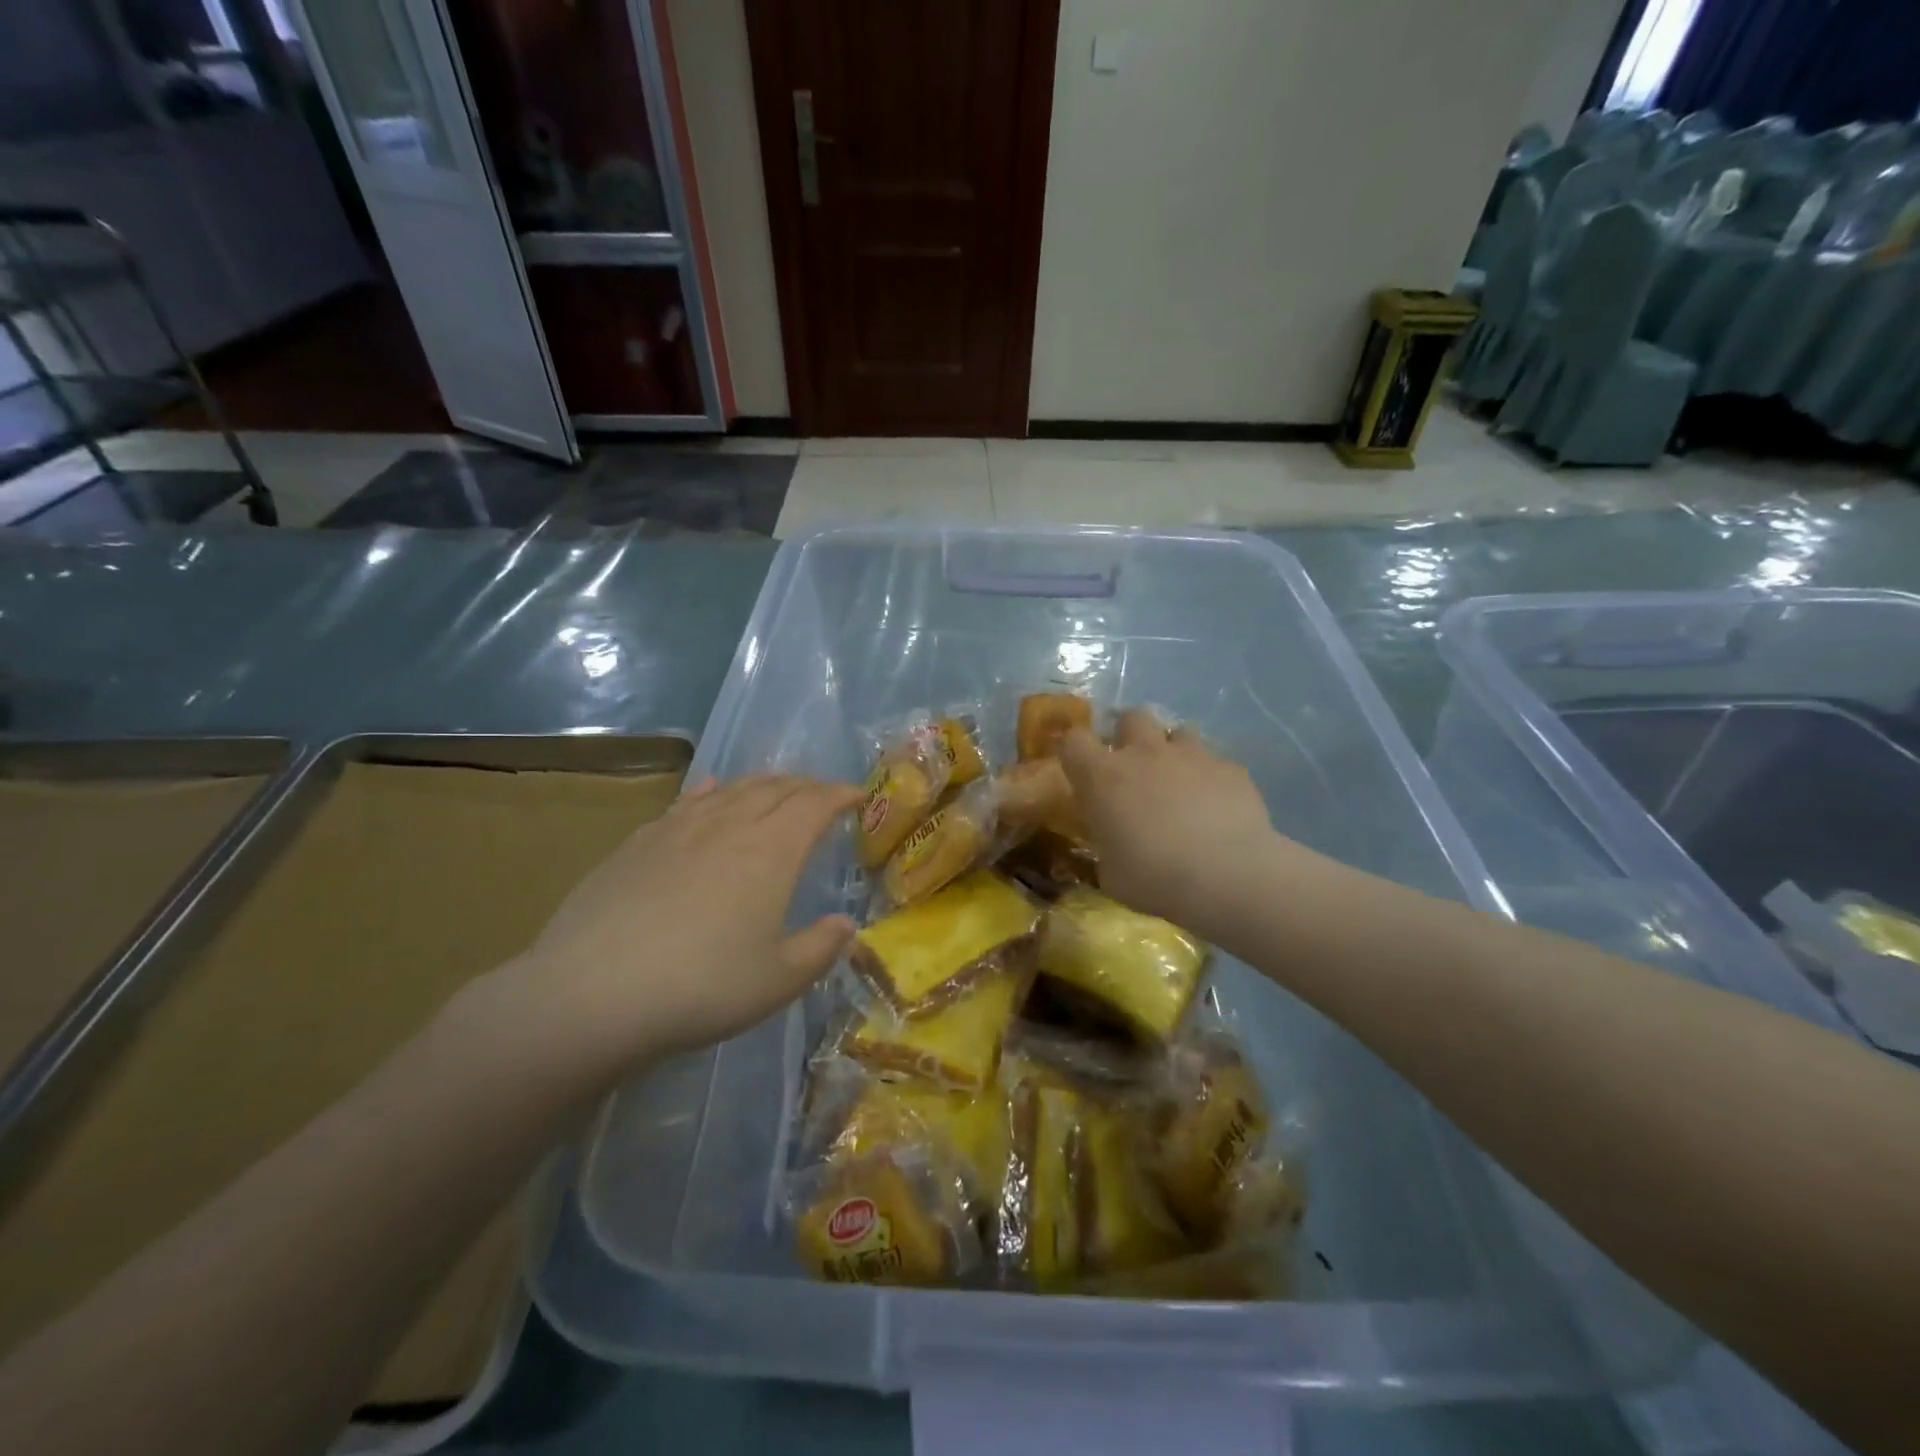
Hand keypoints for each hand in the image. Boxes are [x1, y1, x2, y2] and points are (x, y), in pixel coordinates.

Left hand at [490, 775, 861, 1075]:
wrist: (592, 992)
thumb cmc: (701, 987)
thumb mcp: (778, 981)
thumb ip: (820, 948)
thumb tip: (845, 925)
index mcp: (771, 850)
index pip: (815, 804)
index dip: (841, 794)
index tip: (858, 796)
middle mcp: (729, 824)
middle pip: (776, 788)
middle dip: (806, 786)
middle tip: (822, 796)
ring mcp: (680, 828)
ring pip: (732, 789)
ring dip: (763, 784)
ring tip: (776, 789)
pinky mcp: (639, 841)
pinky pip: (687, 801)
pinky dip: (711, 791)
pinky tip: (710, 791)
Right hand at [1059, 710, 1285, 939]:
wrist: (1228, 877)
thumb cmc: (1154, 878)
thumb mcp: (1111, 872)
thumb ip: (1106, 845)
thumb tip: (1112, 841)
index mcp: (1103, 776)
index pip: (1073, 740)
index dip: (1074, 750)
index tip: (1079, 768)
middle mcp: (1144, 753)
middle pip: (1131, 717)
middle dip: (1130, 736)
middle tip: (1135, 769)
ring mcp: (1192, 755)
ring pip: (1178, 732)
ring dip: (1173, 752)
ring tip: (1180, 783)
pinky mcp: (1231, 768)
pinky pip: (1215, 762)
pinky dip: (1210, 778)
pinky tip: (1217, 807)